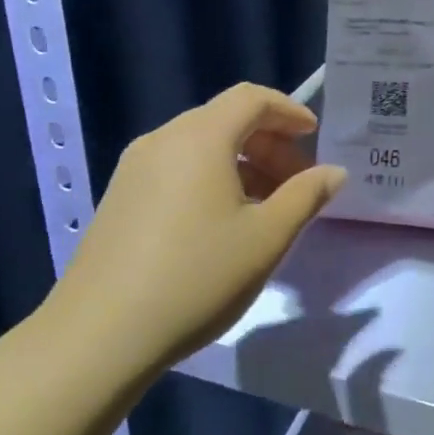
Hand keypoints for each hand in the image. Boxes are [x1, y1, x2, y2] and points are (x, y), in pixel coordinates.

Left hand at [42, 84, 346, 380]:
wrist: (100, 336)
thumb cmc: (197, 277)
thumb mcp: (267, 238)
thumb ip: (306, 196)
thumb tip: (333, 172)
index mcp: (200, 138)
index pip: (251, 98)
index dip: (289, 111)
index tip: (315, 136)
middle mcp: (162, 140)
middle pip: (226, 119)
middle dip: (269, 142)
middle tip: (298, 181)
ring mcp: (134, 169)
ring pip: (201, 146)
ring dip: (242, 163)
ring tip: (267, 206)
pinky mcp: (119, 198)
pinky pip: (177, 168)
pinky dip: (211, 178)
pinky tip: (224, 222)